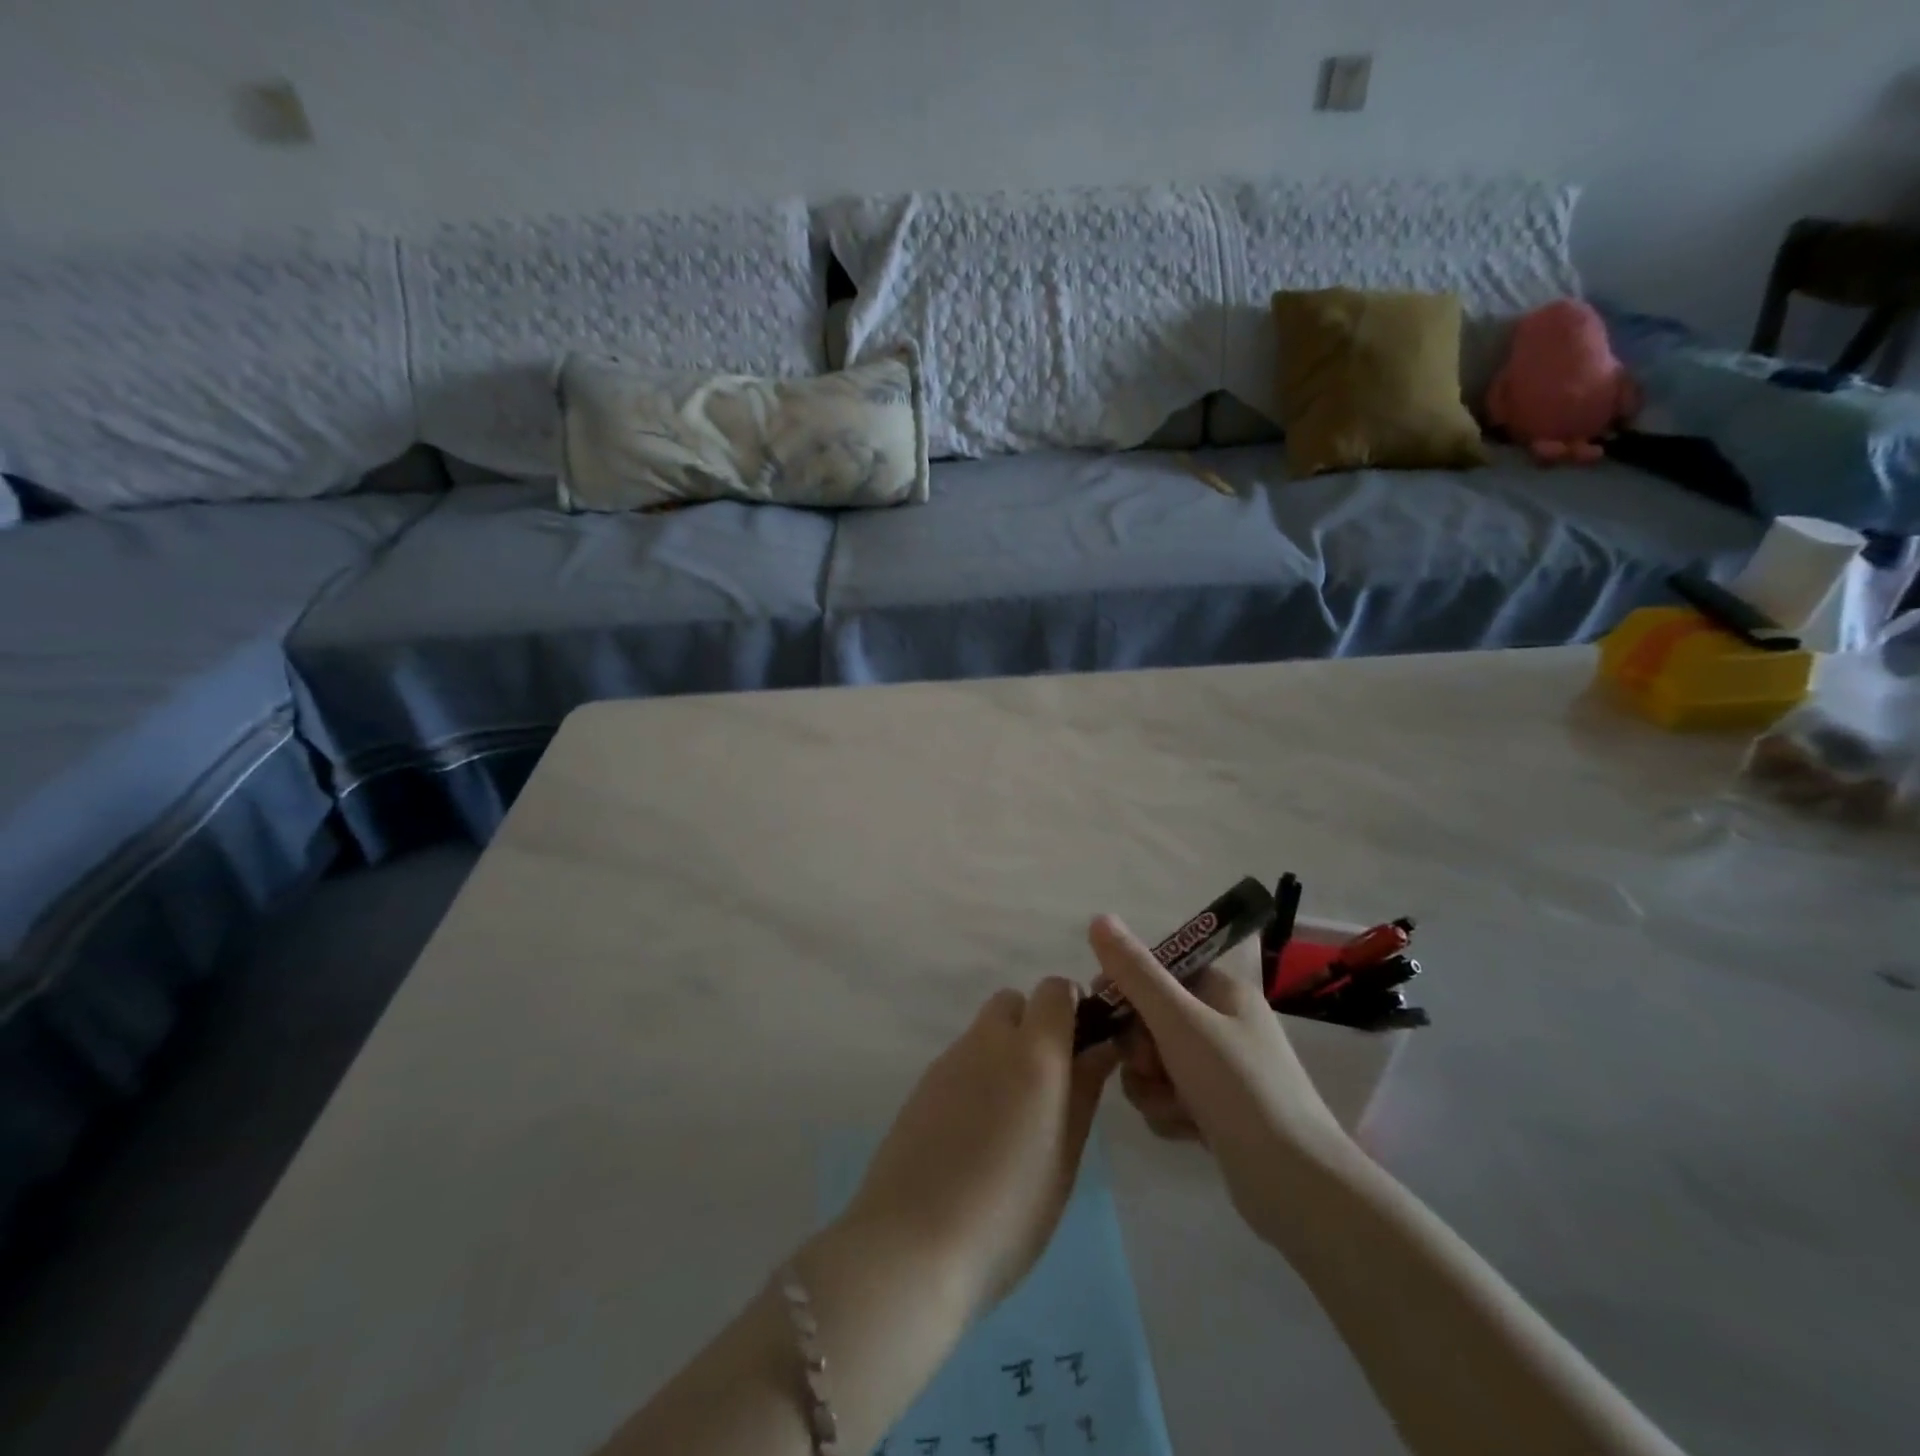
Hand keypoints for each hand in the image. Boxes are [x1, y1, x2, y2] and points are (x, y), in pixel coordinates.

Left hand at [845, 980, 1117, 1312]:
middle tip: (1046, 1086)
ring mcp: (949, 1060)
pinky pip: (960, 1061)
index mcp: (1033, 1052)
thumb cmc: (1008, 1211)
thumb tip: (1100, 1047)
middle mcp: (988, 1041)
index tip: (1082, 1048)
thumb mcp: (1064, 1157)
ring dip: (1003, 1053)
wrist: (911, 1243)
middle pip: (1014, 1003)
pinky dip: (975, 1077)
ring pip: (984, 1032)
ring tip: (1010, 1121)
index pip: (1055, 990)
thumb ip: (1083, 1092)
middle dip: (1034, 1026)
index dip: (1072, 1008)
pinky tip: (973, 1135)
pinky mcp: (921, 1085)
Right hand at [1087, 916, 1352, 1238]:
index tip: (1104, 1011)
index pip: (1158, 971)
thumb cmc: (1238, 1087)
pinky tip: (1184, 1130)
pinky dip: (1168, 1112)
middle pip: (1150, 1019)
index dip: (1126, 988)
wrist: (1295, 1185)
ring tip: (1172, 1106)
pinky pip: (1169, 1097)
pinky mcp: (1217, 1111)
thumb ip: (1135, 972)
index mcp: (1222, 990)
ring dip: (1151, 1085)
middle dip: (1140, 1047)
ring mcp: (1221, 1070)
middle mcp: (1222, 1023)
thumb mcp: (1179, 1021)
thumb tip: (1099, 918)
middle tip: (1152, 1066)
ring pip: (1154, 1062)